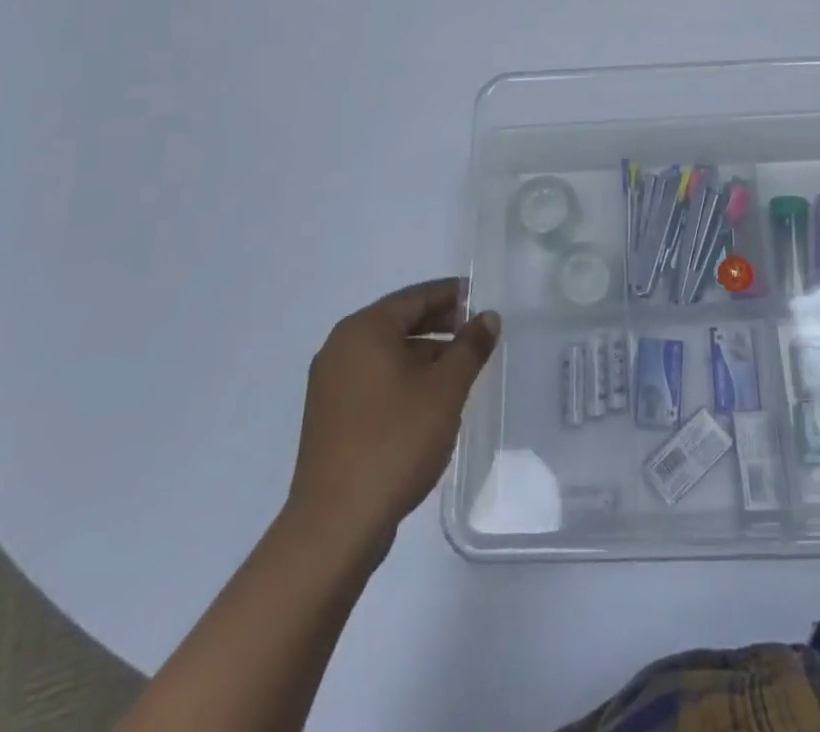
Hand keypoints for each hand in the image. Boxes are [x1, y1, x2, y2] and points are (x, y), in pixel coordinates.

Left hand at [288, 278, 500, 547]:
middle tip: (478, 331)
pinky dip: (405, 378)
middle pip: (399, 322)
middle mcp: (341, 348)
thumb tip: (488, 317)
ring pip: (388, 354)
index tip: (482, 296)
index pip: (415, 297)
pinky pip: (375, 380)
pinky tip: (432, 399)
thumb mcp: (445, 389)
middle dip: (441, 324)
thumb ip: (470, 347)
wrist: (337, 524)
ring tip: (463, 368)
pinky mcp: (331, 416)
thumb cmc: (395, 441)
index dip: (451, 295)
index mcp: (364, 330)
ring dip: (425, 354)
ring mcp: (331, 384)